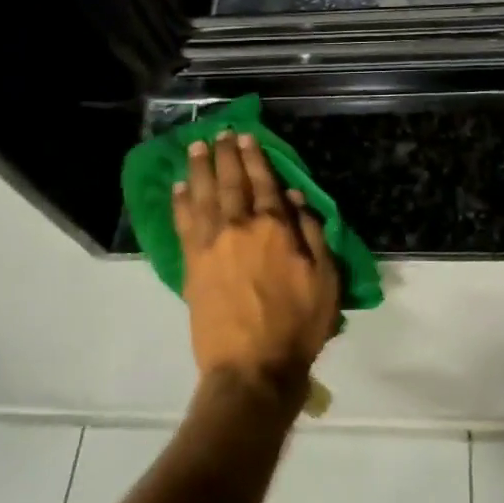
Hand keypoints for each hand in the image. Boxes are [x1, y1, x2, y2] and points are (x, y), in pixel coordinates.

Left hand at [173, 131, 339, 408]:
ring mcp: (211, 245)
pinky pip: (183, 224)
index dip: (255, 158)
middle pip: (230, 182)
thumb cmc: (297, 325)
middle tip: (219, 133)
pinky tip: (178, 187)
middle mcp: (240, 227)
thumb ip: (312, 234)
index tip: (246, 137)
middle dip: (225, 155)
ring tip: (195, 147)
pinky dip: (180, 202)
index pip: (264, 182)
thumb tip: (295, 198)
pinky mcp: (192, 265)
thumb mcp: (324, 279)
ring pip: (203, 196)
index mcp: (275, 227)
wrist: (251, 369)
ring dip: (199, 169)